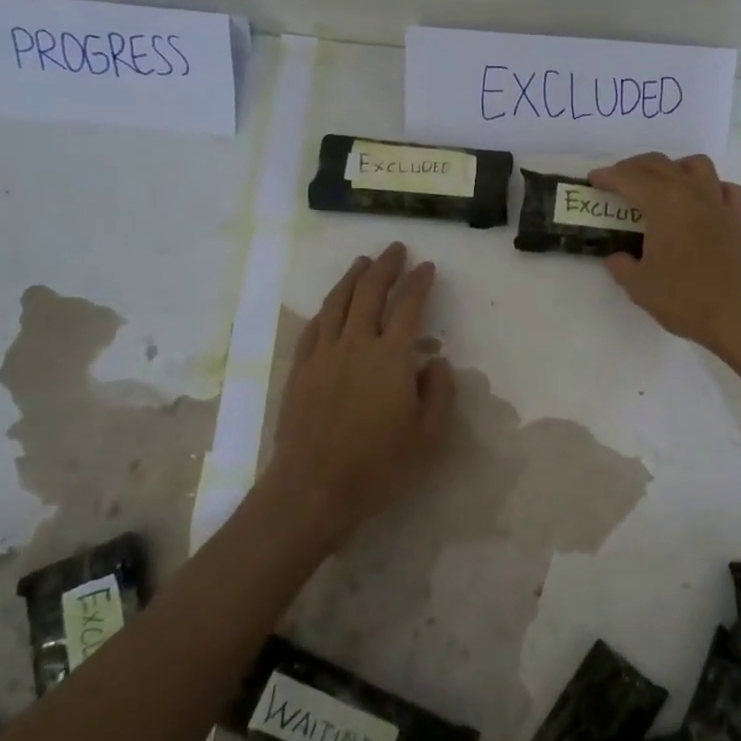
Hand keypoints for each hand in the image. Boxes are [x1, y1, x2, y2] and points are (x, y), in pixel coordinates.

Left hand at [264, 243, 456, 544]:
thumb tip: (435, 362)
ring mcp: (323, 356)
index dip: (419, 283)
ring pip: (337, 303)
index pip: (409, 307)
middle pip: (370, 293)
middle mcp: (356, 345)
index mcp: (391, 358)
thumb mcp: (430, 437)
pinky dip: (326, 308)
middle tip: (396, 250)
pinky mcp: (300, 371)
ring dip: (353, 278)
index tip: (428, 267)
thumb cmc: (378, 467)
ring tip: (363, 263)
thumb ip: (440, 393)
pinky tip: (330, 304)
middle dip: (385, 267)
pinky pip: (314, 327)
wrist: (312, 490)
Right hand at [587, 153, 740, 363]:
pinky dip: (710, 187)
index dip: (608, 176)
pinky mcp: (737, 220)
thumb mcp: (640, 286)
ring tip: (660, 184)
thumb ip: (622, 266)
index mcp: (663, 203)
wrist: (740, 314)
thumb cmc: (685, 298)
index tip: (593, 180)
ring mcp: (718, 204)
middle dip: (634, 167)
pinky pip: (724, 189)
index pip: (629, 178)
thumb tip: (616, 257)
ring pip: (696, 165)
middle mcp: (691, 193)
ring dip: (673, 167)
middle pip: (660, 164)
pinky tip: (700, 202)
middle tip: (617, 181)